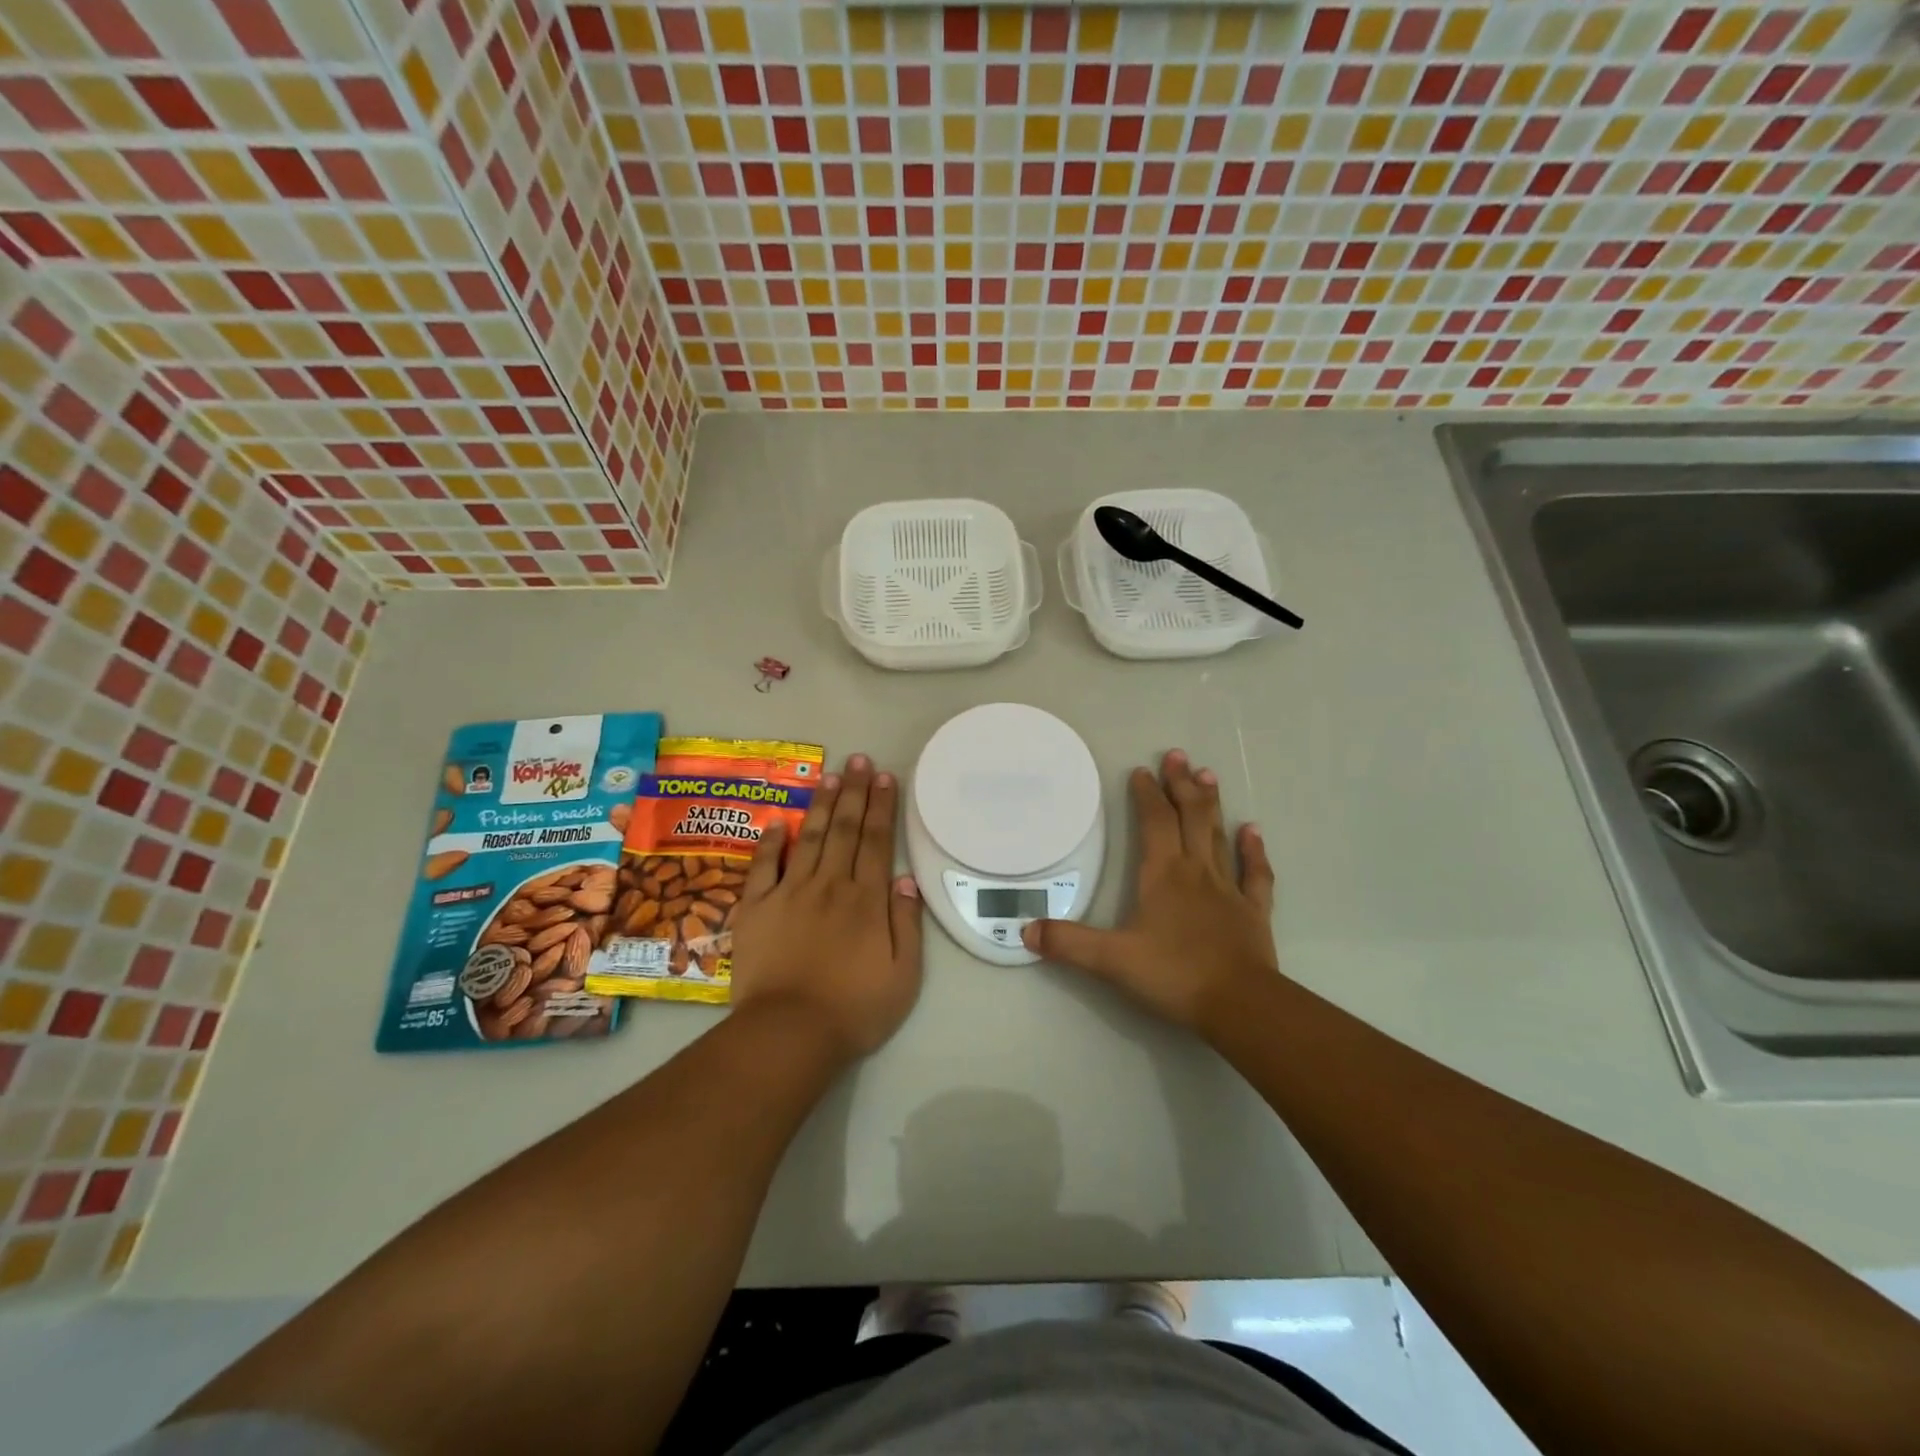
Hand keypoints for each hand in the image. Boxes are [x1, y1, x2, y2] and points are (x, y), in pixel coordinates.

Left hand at [728, 754, 923, 1060]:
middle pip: (845, 829)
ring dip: (821, 805)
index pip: (876, 841)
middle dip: (854, 791)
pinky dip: (772, 841)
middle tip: (858, 759)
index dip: (882, 806)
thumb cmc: (855, 1009)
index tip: (885, 777)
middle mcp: (830, 885)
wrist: (789, 1033)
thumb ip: (906, 923)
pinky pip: (764, 866)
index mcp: (866, 899)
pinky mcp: (756, 908)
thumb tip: (903, 879)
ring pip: (810, 838)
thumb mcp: (903, 974)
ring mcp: (790, 893)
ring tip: (830, 776)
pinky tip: (779, 821)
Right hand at [1023, 749, 1277, 1032]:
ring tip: (1208, 775)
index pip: (1154, 822)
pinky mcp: (1253, 912)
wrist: (1239, 1005)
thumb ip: (1068, 943)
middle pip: (1190, 818)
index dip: (1147, 795)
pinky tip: (1252, 830)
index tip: (1142, 771)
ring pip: (1218, 837)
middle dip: (1182, 785)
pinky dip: (1253, 850)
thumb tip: (1025, 930)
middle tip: (1178, 755)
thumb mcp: (1111, 961)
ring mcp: (1228, 890)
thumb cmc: (1174, 975)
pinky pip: (1255, 874)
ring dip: (1212, 805)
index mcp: (1163, 875)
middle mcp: (1196, 872)